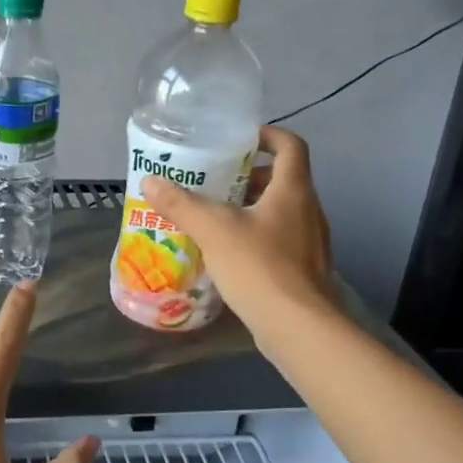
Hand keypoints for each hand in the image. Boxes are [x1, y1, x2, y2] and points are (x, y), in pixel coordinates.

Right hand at [140, 125, 334, 335]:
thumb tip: (151, 181)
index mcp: (293, 190)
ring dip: (251, 209)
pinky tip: (229, 254)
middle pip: (283, 179)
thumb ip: (181, 204)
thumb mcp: (213, 230)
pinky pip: (280, 240)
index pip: (290, 146)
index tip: (239, 141)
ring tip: (215, 218)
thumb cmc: (259, 267)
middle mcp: (309, 210)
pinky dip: (257, 237)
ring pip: (281, 212)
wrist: (298, 327)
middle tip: (215, 182)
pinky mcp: (305, 270)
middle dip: (249, 177)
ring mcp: (311, 242)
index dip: (267, 136)